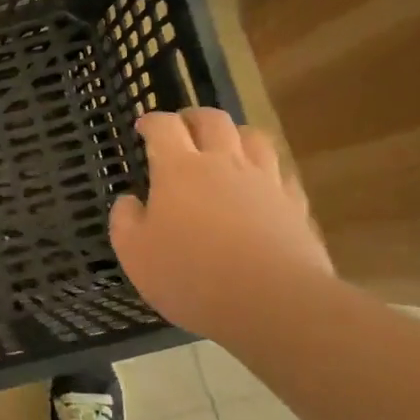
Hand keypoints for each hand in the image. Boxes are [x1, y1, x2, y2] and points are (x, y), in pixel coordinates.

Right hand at [109, 108, 332, 342]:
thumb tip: (130, 201)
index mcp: (179, 168)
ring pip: (253, 138)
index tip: (143, 126)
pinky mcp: (294, 204)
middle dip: (194, 118)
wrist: (271, 301)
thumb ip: (125, 220)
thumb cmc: (190, 275)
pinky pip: (281, 173)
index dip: (151, 121)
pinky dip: (266, 170)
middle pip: (213, 120)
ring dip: (235, 135)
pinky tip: (261, 185)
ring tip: (226, 147)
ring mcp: (264, 181)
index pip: (164, 127)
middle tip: (183, 127)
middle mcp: (224, 163)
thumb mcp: (134, 253)